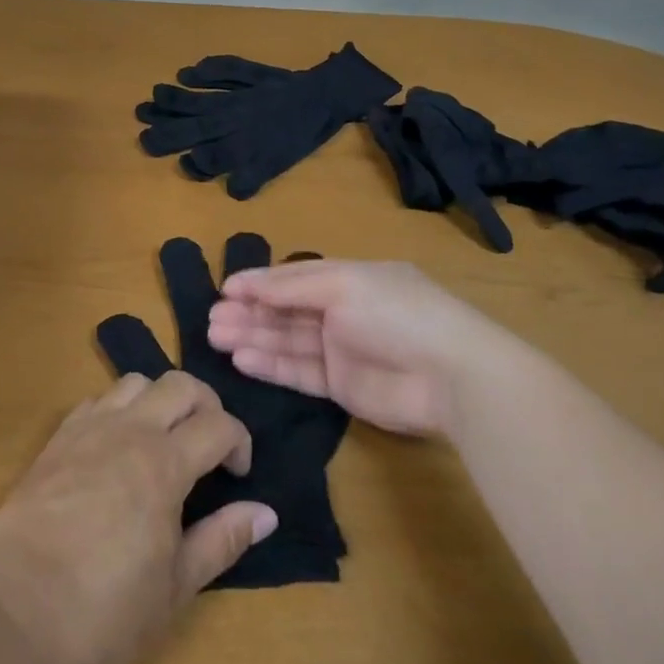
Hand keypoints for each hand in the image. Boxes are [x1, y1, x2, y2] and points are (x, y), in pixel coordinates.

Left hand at [0, 371, 277, 663]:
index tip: (239, 475)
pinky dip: (118, 410)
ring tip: (163, 440)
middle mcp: (127, 431)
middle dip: (207, 405)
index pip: (218, 424)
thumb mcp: (175, 587)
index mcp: (163, 464)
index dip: (239, 442)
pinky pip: (95, 401)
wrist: (14, 619)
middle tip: (209, 445)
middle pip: (180, 384)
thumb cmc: (104, 613)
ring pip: (134, 382)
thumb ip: (223, 540)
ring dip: (160, 399)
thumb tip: (266, 512)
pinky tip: (116, 447)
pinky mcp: (55, 441)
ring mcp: (86, 430)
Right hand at [209, 259, 512, 436]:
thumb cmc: (397, 313)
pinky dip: (271, 365)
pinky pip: (299, 371)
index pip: (294, 276)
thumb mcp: (343, 285)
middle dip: (250, 312)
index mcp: (349, 278)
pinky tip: (242, 359)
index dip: (260, 282)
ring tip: (216, 337)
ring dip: (253, 337)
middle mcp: (342, 310)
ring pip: (288, 340)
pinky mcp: (342, 386)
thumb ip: (291, 287)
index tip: (224, 290)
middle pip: (286, 310)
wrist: (452, 376)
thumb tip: (246, 283)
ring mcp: (342, 349)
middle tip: (212, 320)